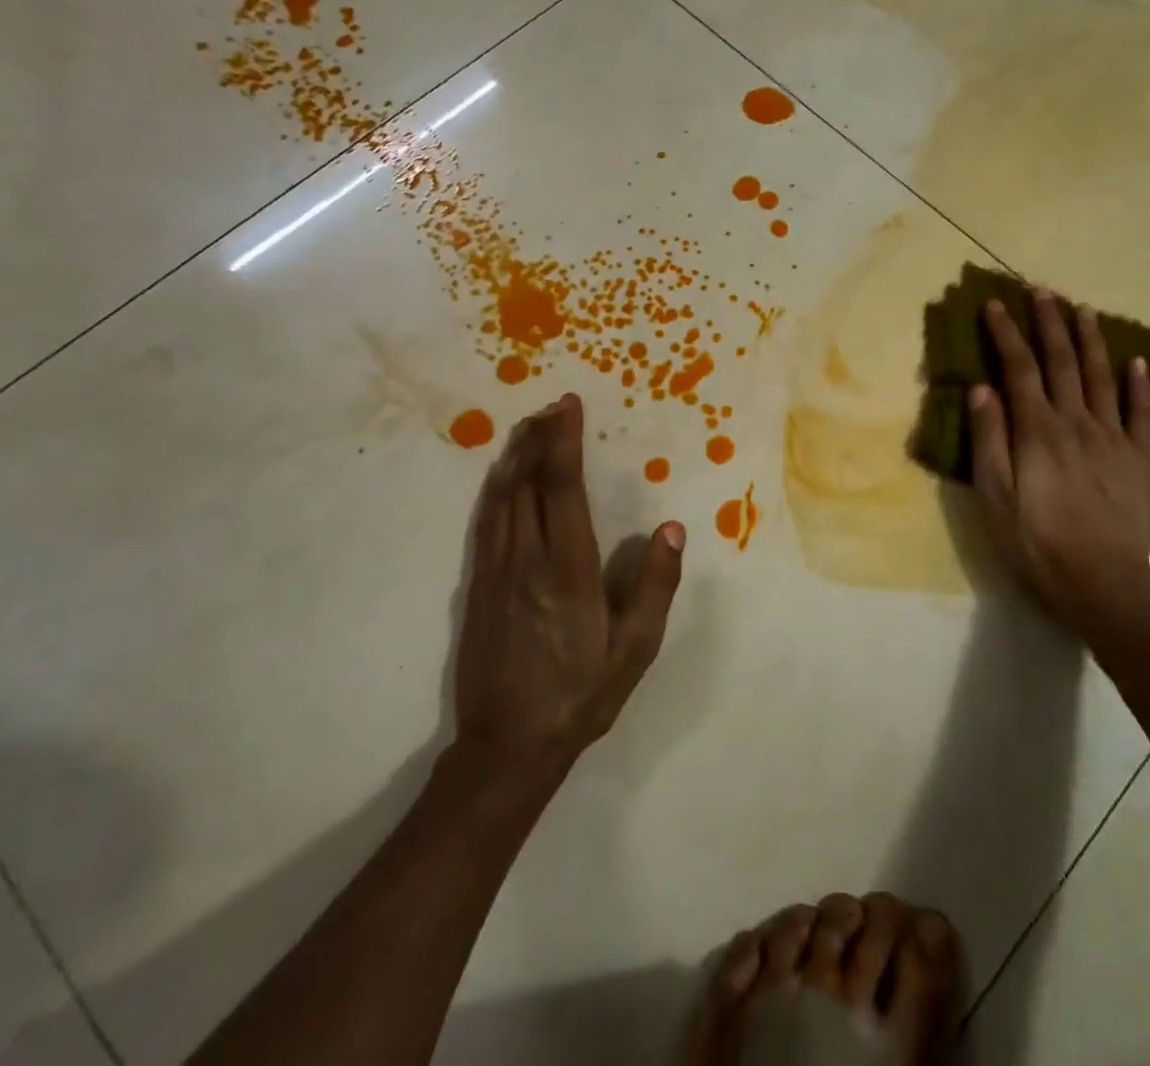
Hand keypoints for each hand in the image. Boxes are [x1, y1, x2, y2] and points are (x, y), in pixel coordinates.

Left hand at [455, 394, 684, 765]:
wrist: (507, 745)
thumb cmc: (580, 695)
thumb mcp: (635, 649)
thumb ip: (655, 586)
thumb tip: (671, 529)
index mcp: (567, 570)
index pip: (562, 488)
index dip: (564, 442)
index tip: (569, 407)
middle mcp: (526, 560)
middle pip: (527, 482)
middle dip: (539, 437)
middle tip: (554, 405)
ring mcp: (495, 571)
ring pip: (501, 496)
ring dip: (516, 455)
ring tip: (531, 426)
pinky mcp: (477, 585)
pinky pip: (486, 520)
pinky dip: (497, 487)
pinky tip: (504, 476)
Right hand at [969, 291, 1149, 655]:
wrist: (1103, 584)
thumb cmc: (1037, 542)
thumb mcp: (995, 496)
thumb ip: (988, 439)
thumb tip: (981, 388)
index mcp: (1037, 430)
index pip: (1018, 368)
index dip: (1006, 333)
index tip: (994, 304)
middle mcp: (1076, 422)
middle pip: (1062, 361)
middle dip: (1049, 323)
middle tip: (1042, 290)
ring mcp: (1113, 438)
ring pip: (1102, 376)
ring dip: (1091, 340)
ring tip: (1083, 309)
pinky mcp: (1139, 458)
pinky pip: (1141, 412)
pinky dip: (1140, 384)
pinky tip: (1137, 362)